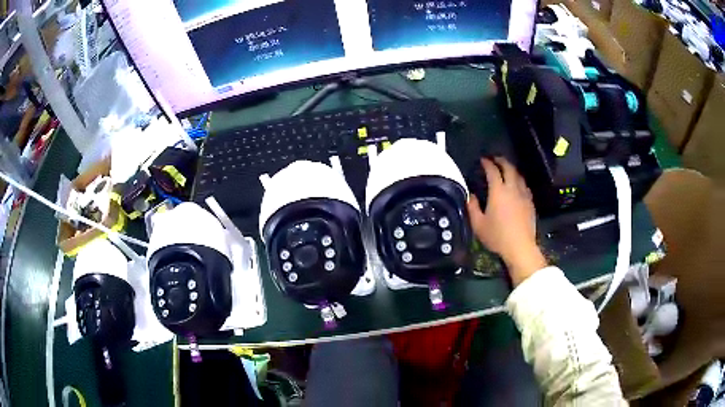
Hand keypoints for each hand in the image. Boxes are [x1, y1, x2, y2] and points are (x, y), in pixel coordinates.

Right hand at [467, 157, 546, 285]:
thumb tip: (471, 196)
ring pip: (519, 176)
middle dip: (501, 161)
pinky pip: (525, 186)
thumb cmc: (497, 236)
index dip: (487, 163)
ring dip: (512, 169)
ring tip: (506, 169)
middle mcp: (512, 189)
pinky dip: (519, 181)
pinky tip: (517, 185)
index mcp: (498, 192)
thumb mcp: (478, 224)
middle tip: (495, 159)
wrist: (520, 247)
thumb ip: (473, 207)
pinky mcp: (530, 203)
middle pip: (509, 168)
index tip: (483, 160)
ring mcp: (523, 195)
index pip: (493, 171)